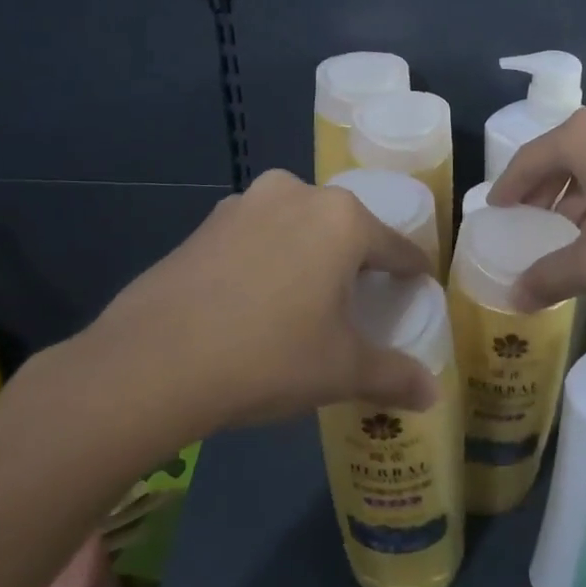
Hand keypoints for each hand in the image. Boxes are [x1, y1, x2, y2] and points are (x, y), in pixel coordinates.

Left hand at [61, 170, 437, 440]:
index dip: (411, 272)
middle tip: (359, 303)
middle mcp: (296, 194)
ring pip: (297, 228)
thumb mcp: (341, 371)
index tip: (417, 289)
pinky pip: (256, 236)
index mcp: (341, 220)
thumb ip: (393, 376)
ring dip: (308, 255)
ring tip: (305, 301)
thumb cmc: (268, 357)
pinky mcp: (205, 223)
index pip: (396, 247)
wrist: (153, 362)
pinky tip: (255, 300)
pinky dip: (267, 260)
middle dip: (356, 262)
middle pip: (345, 230)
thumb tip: (432, 392)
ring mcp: (245, 204)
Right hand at [486, 98, 585, 308]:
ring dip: (581, 184)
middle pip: (563, 151)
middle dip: (545, 187)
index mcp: (585, 135)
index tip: (495, 208)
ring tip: (575, 221)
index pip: (528, 160)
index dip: (508, 188)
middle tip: (532, 217)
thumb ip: (549, 277)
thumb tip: (512, 298)